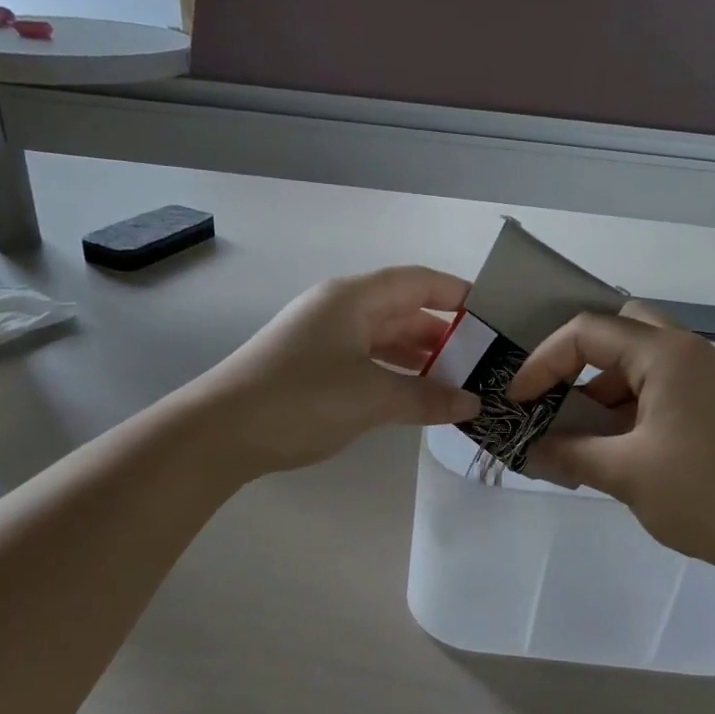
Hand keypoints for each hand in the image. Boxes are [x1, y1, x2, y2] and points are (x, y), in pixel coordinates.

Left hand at [189, 266, 480, 475]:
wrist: (221, 431)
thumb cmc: (301, 400)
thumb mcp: (372, 397)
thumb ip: (426, 398)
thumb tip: (471, 404)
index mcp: (353, 298)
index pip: (418, 282)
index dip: (457, 295)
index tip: (493, 317)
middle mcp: (339, 309)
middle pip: (402, 310)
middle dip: (442, 334)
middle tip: (482, 361)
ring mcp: (322, 338)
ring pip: (383, 338)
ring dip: (419, 358)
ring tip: (457, 382)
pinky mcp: (311, 367)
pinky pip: (365, 361)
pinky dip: (393, 374)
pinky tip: (414, 396)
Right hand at [508, 312, 714, 584]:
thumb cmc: (706, 495)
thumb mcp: (625, 474)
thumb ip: (569, 455)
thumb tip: (529, 452)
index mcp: (667, 355)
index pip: (588, 331)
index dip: (544, 361)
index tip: (520, 401)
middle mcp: (690, 353)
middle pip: (620, 331)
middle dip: (577, 360)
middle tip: (552, 396)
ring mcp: (710, 379)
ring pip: (641, 362)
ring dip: (603, 388)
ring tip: (576, 432)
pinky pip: (662, 389)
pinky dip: (629, 407)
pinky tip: (613, 446)